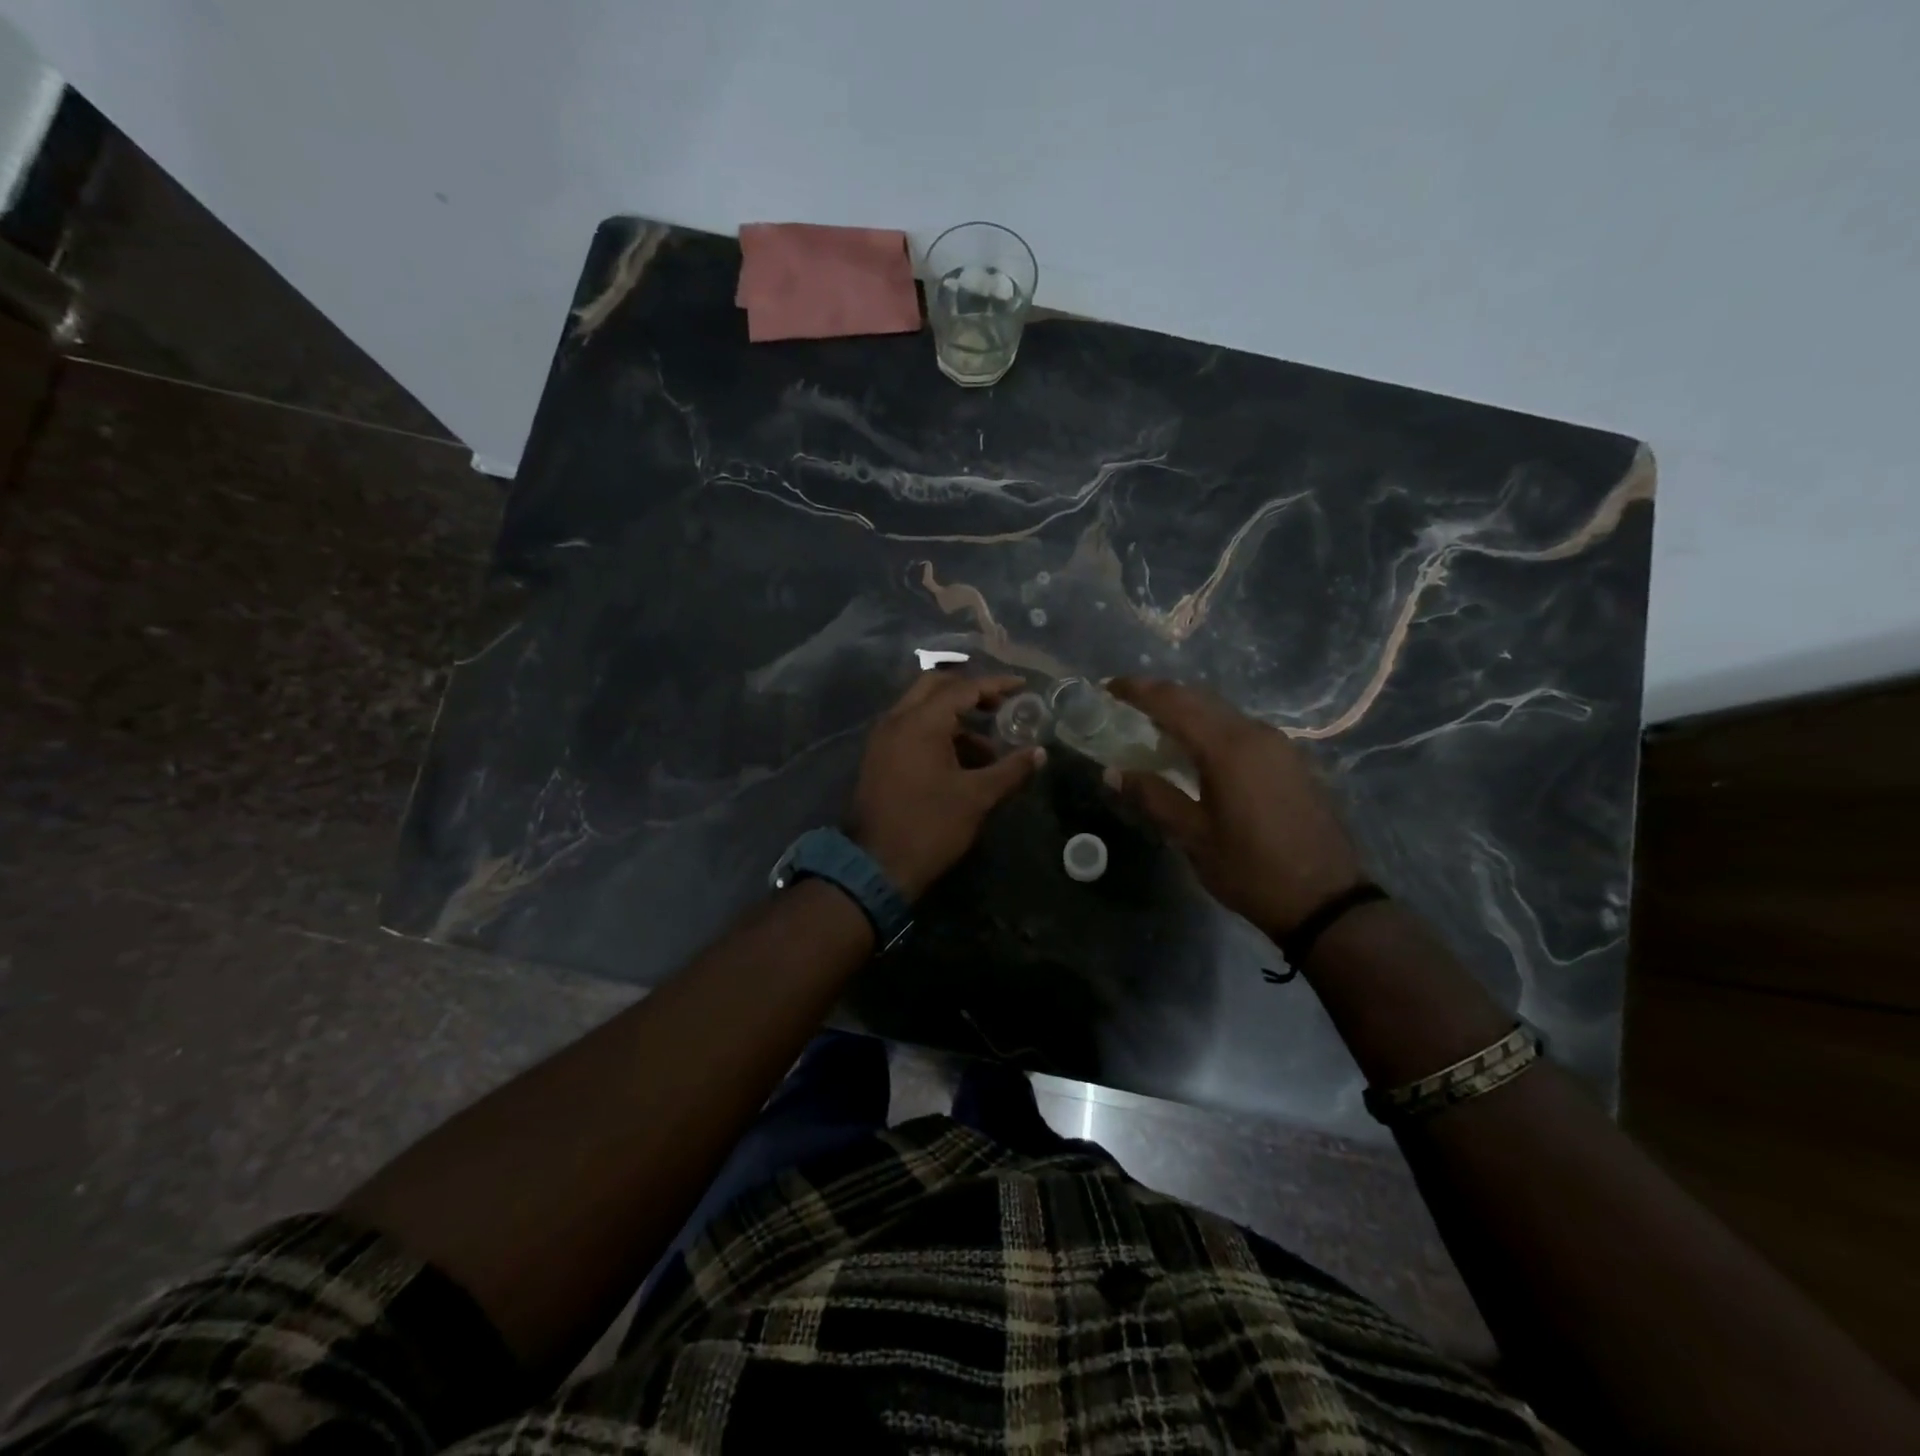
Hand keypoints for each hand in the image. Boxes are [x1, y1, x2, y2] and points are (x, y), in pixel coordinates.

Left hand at [848, 672, 1044, 901]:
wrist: (876, 865)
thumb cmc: (930, 826)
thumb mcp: (977, 797)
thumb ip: (1010, 770)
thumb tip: (1040, 753)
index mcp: (920, 722)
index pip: (963, 689)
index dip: (995, 685)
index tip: (1021, 686)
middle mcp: (897, 720)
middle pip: (935, 687)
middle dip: (969, 691)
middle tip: (999, 706)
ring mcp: (883, 738)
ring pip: (921, 708)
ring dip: (954, 717)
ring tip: (988, 747)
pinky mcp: (879, 758)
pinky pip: (910, 729)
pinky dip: (937, 733)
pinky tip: (962, 761)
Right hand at [1106, 676, 1365, 936]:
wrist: (1326, 900)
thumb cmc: (1251, 870)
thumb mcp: (1193, 837)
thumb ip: (1153, 797)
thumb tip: (1113, 772)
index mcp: (1227, 748)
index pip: (1173, 702)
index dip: (1137, 691)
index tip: (1108, 688)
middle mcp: (1255, 733)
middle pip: (1199, 698)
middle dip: (1160, 695)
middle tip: (1125, 704)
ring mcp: (1278, 744)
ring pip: (1222, 712)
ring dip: (1187, 711)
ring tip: (1154, 727)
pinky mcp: (1291, 760)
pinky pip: (1241, 729)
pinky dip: (1211, 728)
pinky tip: (1197, 751)